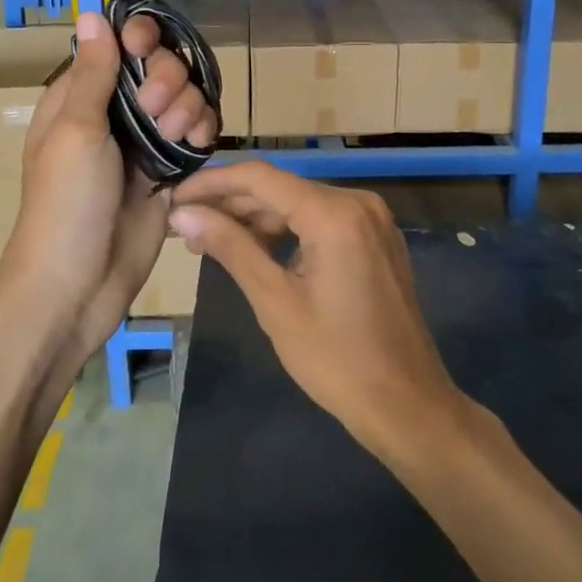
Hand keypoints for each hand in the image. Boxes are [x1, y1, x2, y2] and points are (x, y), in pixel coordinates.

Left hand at [3, 11, 217, 370]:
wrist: (78, 284)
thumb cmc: (66, 203)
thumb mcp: (76, 131)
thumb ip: (94, 73)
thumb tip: (92, 13)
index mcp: (81, 95)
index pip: (120, 44)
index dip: (140, 40)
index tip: (145, 52)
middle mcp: (115, 111)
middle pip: (162, 66)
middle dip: (169, 81)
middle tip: (156, 113)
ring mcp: (144, 141)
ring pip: (186, 97)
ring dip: (190, 107)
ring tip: (179, 137)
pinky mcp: (169, 170)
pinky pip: (197, 133)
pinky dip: (203, 132)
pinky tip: (198, 146)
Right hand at [168, 163, 463, 460]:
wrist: (407, 404)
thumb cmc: (336, 359)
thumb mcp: (275, 301)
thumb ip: (230, 247)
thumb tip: (183, 214)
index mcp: (334, 213)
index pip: (260, 178)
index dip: (212, 183)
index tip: (174, 199)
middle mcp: (357, 202)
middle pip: (280, 188)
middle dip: (230, 204)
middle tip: (184, 226)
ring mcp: (371, 219)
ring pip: (299, 203)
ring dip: (255, 219)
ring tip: (211, 241)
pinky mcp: (375, 238)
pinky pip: (321, 220)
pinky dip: (286, 231)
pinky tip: (255, 249)